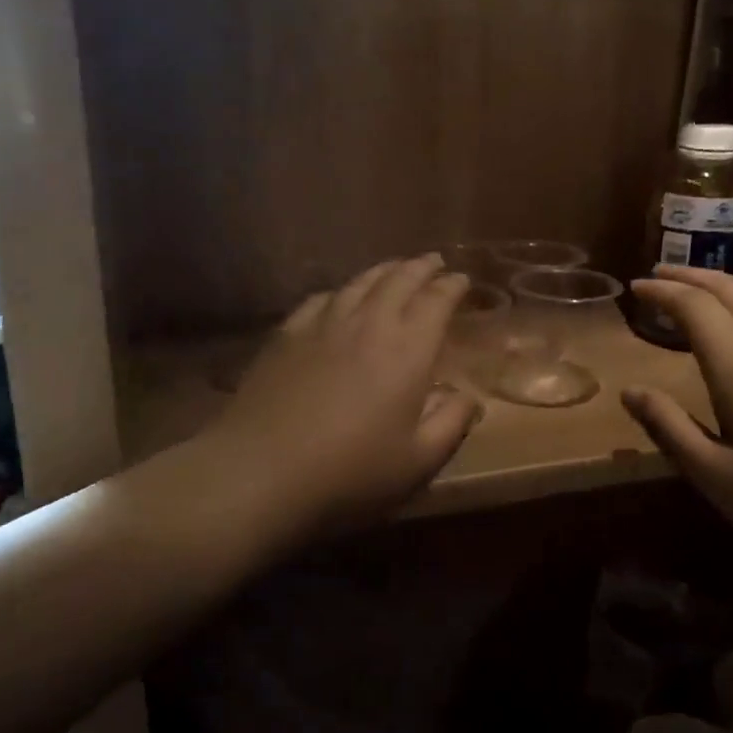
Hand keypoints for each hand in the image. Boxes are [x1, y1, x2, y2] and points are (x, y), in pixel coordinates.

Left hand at [206, 256, 482, 536]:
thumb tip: (469, 397)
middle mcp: (369, 324)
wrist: (263, 469)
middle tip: (433, 261)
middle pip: (399, 280)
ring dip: (383, 271)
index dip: (452, 286)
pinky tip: (340, 296)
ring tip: (394, 268)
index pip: (436, 301)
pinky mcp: (287, 333)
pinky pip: (321, 298)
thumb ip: (451, 423)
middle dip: (420, 267)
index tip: (461, 279)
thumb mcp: (418, 461)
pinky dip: (341, 290)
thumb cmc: (350, 471)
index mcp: (408, 350)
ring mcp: (323, 324)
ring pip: (359, 282)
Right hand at [621, 265, 732, 604]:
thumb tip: (629, 391)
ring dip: (726, 285)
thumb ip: (670, 429)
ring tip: (701, 288)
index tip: (635, 287)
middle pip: (732, 291)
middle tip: (660, 272)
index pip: (694, 307)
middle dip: (692, 276)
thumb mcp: (720, 480)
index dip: (662, 291)